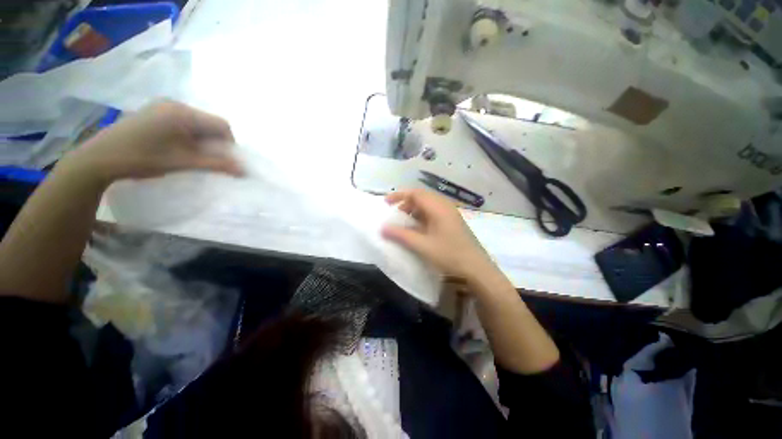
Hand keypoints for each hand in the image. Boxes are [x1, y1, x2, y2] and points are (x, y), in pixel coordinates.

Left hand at [64, 100, 242, 184]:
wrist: (100, 158)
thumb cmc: (143, 158)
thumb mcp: (184, 162)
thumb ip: (217, 164)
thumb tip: (244, 171)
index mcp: (184, 112)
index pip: (222, 125)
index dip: (229, 144)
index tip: (224, 161)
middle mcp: (175, 104)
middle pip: (209, 123)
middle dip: (215, 143)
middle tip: (208, 160)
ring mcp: (163, 106)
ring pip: (197, 124)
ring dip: (202, 141)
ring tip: (192, 156)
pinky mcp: (154, 112)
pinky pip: (183, 123)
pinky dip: (189, 136)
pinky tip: (178, 148)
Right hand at [382, 189, 498, 284]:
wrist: (476, 267)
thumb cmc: (449, 254)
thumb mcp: (422, 246)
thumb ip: (401, 235)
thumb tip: (383, 228)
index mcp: (438, 207)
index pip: (415, 193)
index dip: (399, 195)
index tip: (386, 203)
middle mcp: (445, 205)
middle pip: (422, 196)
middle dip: (406, 202)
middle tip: (396, 214)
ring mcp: (450, 213)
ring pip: (428, 204)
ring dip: (415, 209)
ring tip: (405, 221)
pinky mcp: (453, 220)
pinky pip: (434, 211)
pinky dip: (423, 215)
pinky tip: (419, 227)